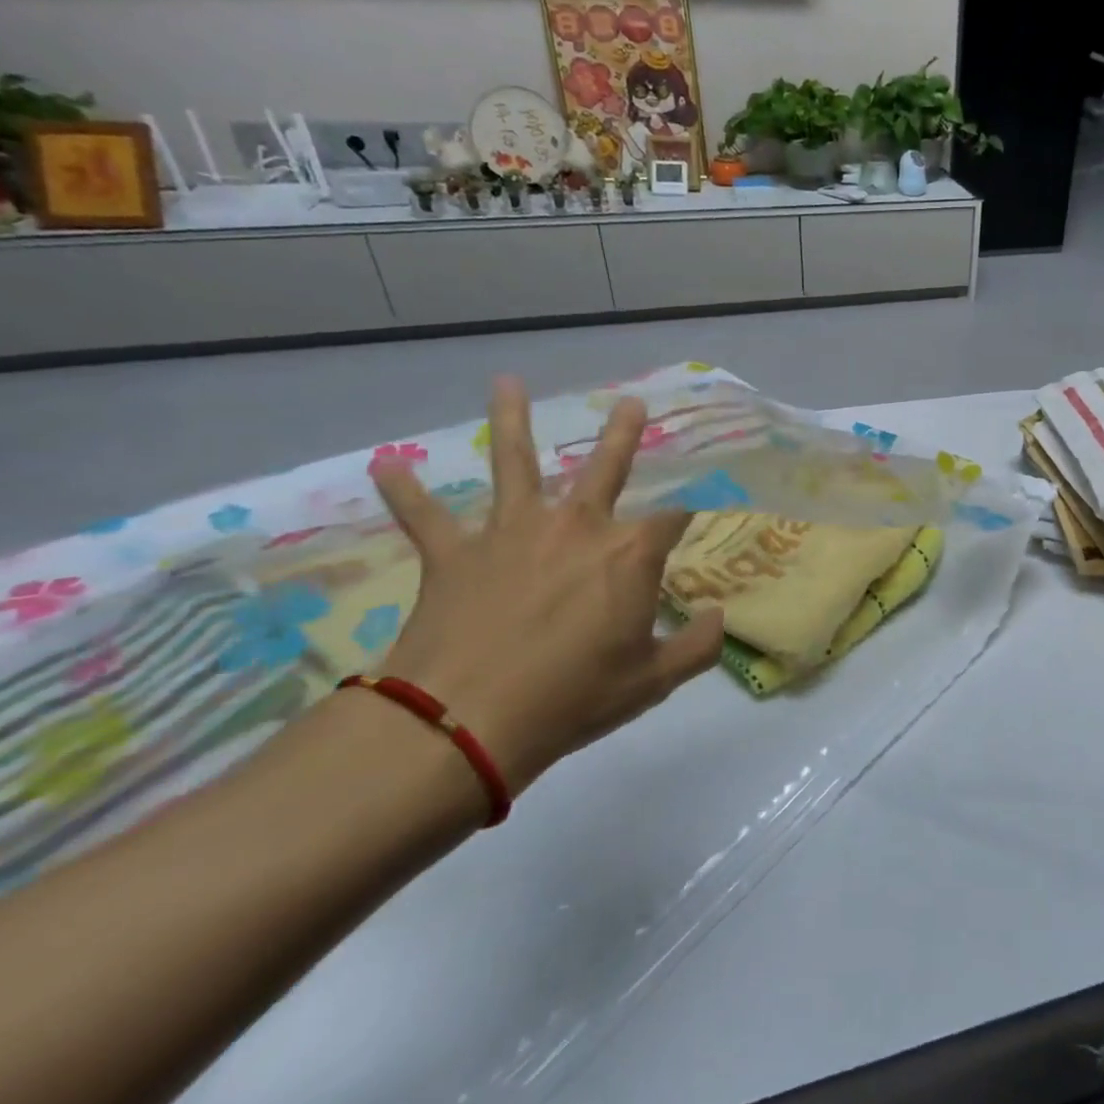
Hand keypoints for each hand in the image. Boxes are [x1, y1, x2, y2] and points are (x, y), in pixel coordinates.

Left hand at [369, 377, 723, 795]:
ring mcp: (511, 533)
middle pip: (605, 469)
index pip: (673, 520)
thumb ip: (697, 646)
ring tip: (506, 382)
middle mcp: (575, 527)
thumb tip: (718, 618)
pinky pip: (425, 517)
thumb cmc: (573, 698)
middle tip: (632, 403)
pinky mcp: (454, 555)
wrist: (465, 722)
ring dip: (510, 421)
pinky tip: (385, 465)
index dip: (690, 517)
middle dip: (623, 435)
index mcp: (629, 554)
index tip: (698, 516)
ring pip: (513, 465)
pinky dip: (406, 492)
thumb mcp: (653, 680)